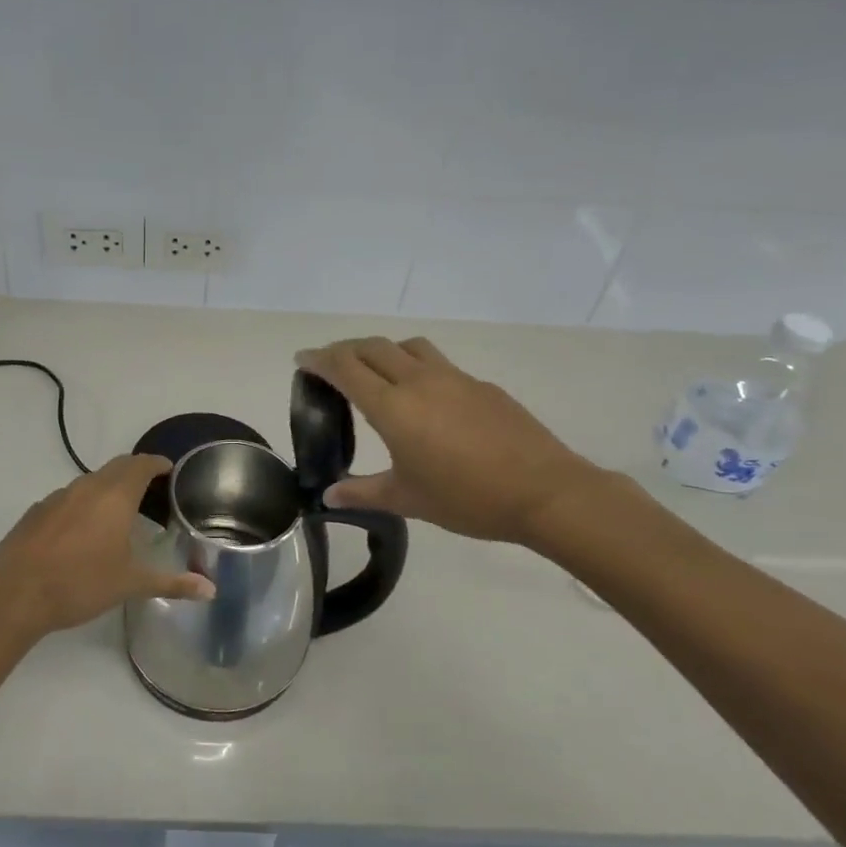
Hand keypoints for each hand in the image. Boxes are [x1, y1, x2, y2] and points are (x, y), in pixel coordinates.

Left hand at [0, 454, 213, 638]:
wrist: (15, 595)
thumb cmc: (80, 584)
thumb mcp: (130, 584)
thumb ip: (172, 583)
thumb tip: (211, 590)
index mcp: (114, 496)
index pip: (142, 465)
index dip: (158, 464)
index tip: (170, 471)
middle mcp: (86, 487)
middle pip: (117, 467)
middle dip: (136, 472)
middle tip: (152, 490)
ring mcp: (57, 497)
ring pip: (90, 481)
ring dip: (109, 487)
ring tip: (121, 513)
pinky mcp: (36, 511)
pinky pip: (68, 497)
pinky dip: (84, 504)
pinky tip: (83, 531)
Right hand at [295, 336, 607, 546]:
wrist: (544, 492)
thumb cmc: (467, 498)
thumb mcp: (407, 500)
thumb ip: (363, 493)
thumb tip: (328, 497)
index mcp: (394, 407)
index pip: (346, 368)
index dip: (319, 359)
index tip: (302, 360)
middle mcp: (420, 382)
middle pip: (373, 347)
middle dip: (345, 350)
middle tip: (330, 365)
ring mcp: (454, 378)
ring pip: (408, 346)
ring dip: (382, 350)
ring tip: (375, 371)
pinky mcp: (480, 385)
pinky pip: (438, 364)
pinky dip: (416, 367)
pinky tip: (425, 399)